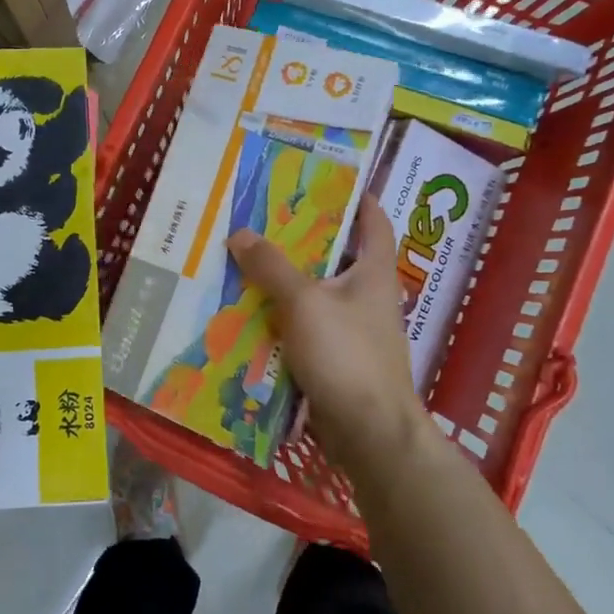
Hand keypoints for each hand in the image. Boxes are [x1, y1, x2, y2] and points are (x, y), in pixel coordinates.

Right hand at [227, 194, 423, 477]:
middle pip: (336, 255)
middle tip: (265, 218)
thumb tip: (240, 233)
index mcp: (373, 273)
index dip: (357, 197)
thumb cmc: (346, 356)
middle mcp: (367, 296)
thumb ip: (271, 267)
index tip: (327, 180)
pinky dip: (283, 315)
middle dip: (303, 237)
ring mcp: (353, 329)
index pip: (374, 222)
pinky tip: (252, 311)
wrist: (370, 434)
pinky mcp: (337, 358)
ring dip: (287, 279)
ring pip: (316, 292)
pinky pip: (306, 325)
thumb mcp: (304, 303)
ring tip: (248, 259)